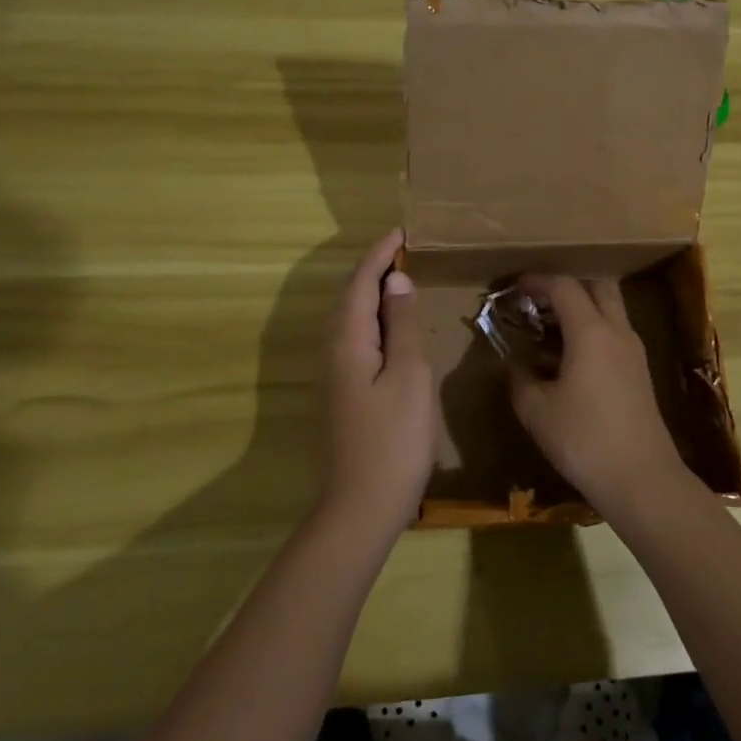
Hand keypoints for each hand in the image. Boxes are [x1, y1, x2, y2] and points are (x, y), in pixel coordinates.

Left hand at [321, 229, 437, 537]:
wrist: (359, 509)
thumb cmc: (393, 440)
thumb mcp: (409, 377)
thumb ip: (403, 325)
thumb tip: (396, 281)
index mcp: (347, 341)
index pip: (360, 283)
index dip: (379, 255)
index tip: (401, 232)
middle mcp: (331, 351)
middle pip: (349, 298)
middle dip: (372, 270)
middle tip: (403, 251)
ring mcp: (332, 375)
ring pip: (349, 320)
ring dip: (371, 295)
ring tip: (399, 281)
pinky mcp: (339, 394)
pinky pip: (354, 340)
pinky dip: (372, 321)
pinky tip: (391, 330)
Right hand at [507, 275, 687, 515]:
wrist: (641, 479)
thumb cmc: (584, 439)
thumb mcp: (537, 411)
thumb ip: (520, 380)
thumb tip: (516, 367)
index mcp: (590, 331)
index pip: (565, 287)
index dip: (538, 281)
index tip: (517, 287)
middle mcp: (617, 332)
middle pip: (598, 287)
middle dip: (568, 286)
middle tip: (539, 301)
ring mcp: (634, 352)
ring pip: (610, 310)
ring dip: (582, 309)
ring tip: (550, 330)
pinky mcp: (640, 373)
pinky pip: (614, 334)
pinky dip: (592, 331)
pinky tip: (570, 359)